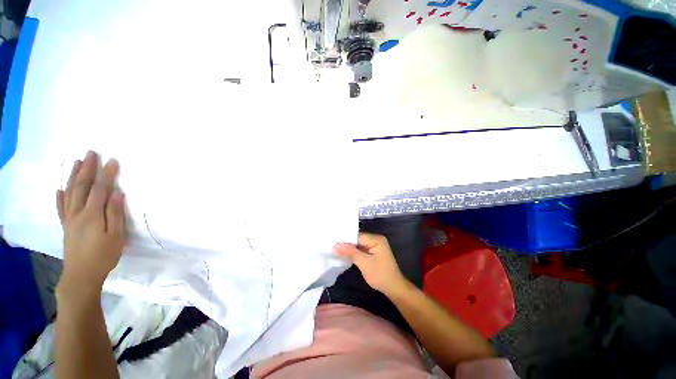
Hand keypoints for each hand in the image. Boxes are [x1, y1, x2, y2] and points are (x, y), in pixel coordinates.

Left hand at [56, 151, 126, 297]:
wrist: (81, 275)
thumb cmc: (103, 255)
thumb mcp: (115, 236)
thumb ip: (115, 214)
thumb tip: (117, 194)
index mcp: (92, 215)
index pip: (99, 190)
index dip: (106, 175)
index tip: (113, 161)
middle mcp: (78, 213)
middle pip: (81, 187)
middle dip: (87, 169)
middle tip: (91, 153)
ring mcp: (70, 219)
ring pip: (70, 193)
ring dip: (73, 176)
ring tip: (76, 162)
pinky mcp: (66, 226)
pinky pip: (61, 208)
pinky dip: (60, 197)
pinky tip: (59, 190)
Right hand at [334, 233, 407, 295]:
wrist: (394, 288)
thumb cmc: (380, 275)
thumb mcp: (364, 263)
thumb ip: (350, 252)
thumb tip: (335, 245)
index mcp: (376, 239)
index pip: (357, 235)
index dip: (345, 239)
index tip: (332, 241)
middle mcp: (376, 239)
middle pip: (357, 239)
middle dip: (346, 243)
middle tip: (331, 245)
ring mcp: (375, 246)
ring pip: (358, 245)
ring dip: (349, 248)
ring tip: (335, 249)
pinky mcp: (373, 253)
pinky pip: (361, 249)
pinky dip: (354, 252)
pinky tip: (344, 254)